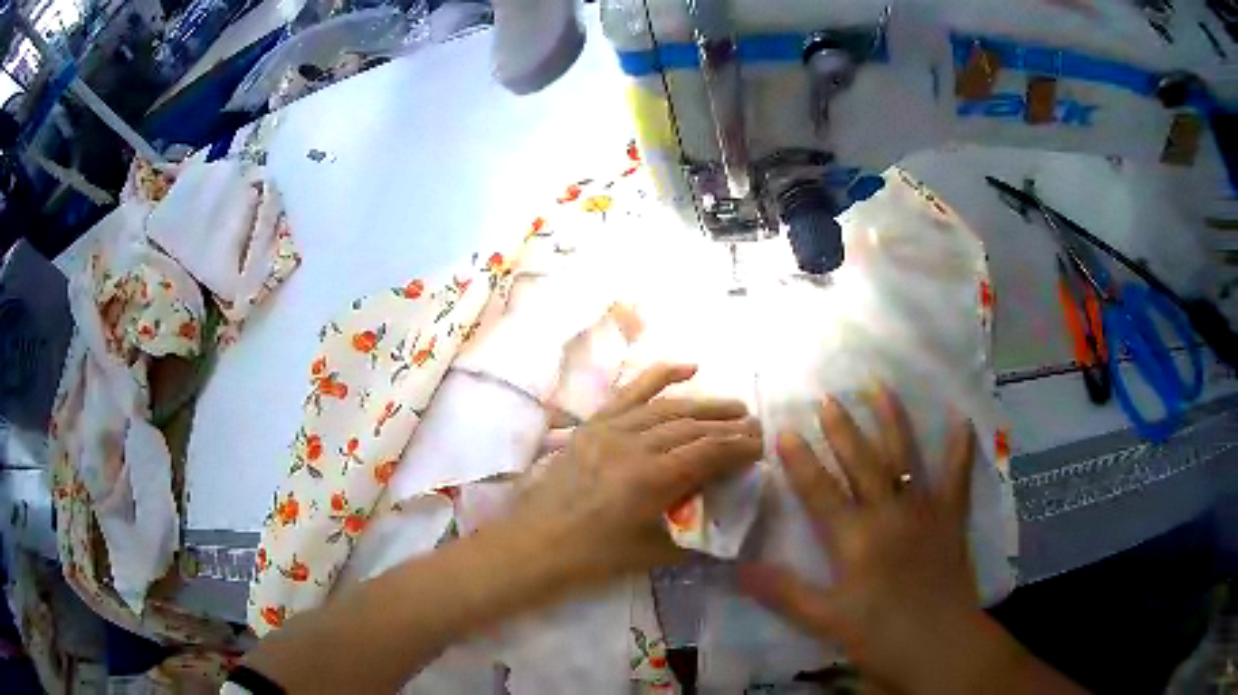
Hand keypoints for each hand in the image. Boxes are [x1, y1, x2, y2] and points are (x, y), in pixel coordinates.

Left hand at [508, 363, 762, 586]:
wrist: (534, 544)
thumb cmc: (593, 557)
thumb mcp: (653, 553)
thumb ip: (692, 535)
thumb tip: (724, 524)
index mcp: (651, 480)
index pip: (708, 452)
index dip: (739, 447)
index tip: (761, 446)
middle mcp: (634, 446)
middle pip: (693, 427)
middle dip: (729, 425)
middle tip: (755, 426)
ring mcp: (610, 430)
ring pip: (668, 408)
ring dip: (705, 405)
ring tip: (734, 407)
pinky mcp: (593, 425)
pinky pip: (630, 393)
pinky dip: (660, 376)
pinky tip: (689, 367)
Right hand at [739, 386, 983, 691]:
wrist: (941, 646)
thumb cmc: (880, 636)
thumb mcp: (826, 620)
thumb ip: (784, 592)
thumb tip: (738, 568)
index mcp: (856, 538)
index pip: (820, 491)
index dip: (800, 461)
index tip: (784, 430)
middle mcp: (890, 513)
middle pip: (862, 463)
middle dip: (843, 429)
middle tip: (827, 397)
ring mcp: (925, 511)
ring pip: (905, 457)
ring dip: (892, 421)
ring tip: (881, 387)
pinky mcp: (952, 518)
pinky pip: (957, 477)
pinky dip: (960, 448)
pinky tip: (963, 420)